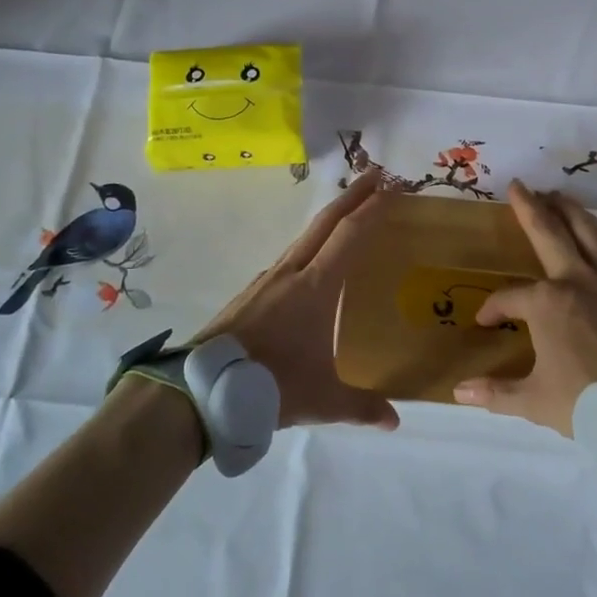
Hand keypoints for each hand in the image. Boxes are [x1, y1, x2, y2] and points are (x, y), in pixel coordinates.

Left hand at [190, 169, 398, 431]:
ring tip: (347, 213)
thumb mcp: (323, 400)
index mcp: (315, 287)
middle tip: (376, 175)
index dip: (372, 209)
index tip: (392, 187)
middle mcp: (292, 272)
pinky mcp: (251, 293)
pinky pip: (289, 256)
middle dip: (352, 196)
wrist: (201, 390)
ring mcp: (267, 279)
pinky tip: (310, 263)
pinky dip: (309, 244)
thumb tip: (395, 421)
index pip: (349, 235)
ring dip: (329, 219)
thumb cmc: (270, 385)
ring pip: (304, 237)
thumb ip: (362, 408)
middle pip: (325, 222)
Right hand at [453, 180, 596, 436]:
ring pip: (587, 232)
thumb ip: (497, 392)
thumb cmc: (591, 401)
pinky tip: (596, 232)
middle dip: (530, 208)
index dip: (493, 310)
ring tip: (556, 194)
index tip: (485, 323)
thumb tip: (459, 391)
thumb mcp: (536, 402)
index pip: (509, 298)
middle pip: (548, 234)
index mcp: (546, 304)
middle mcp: (576, 280)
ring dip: (569, 210)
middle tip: (519, 186)